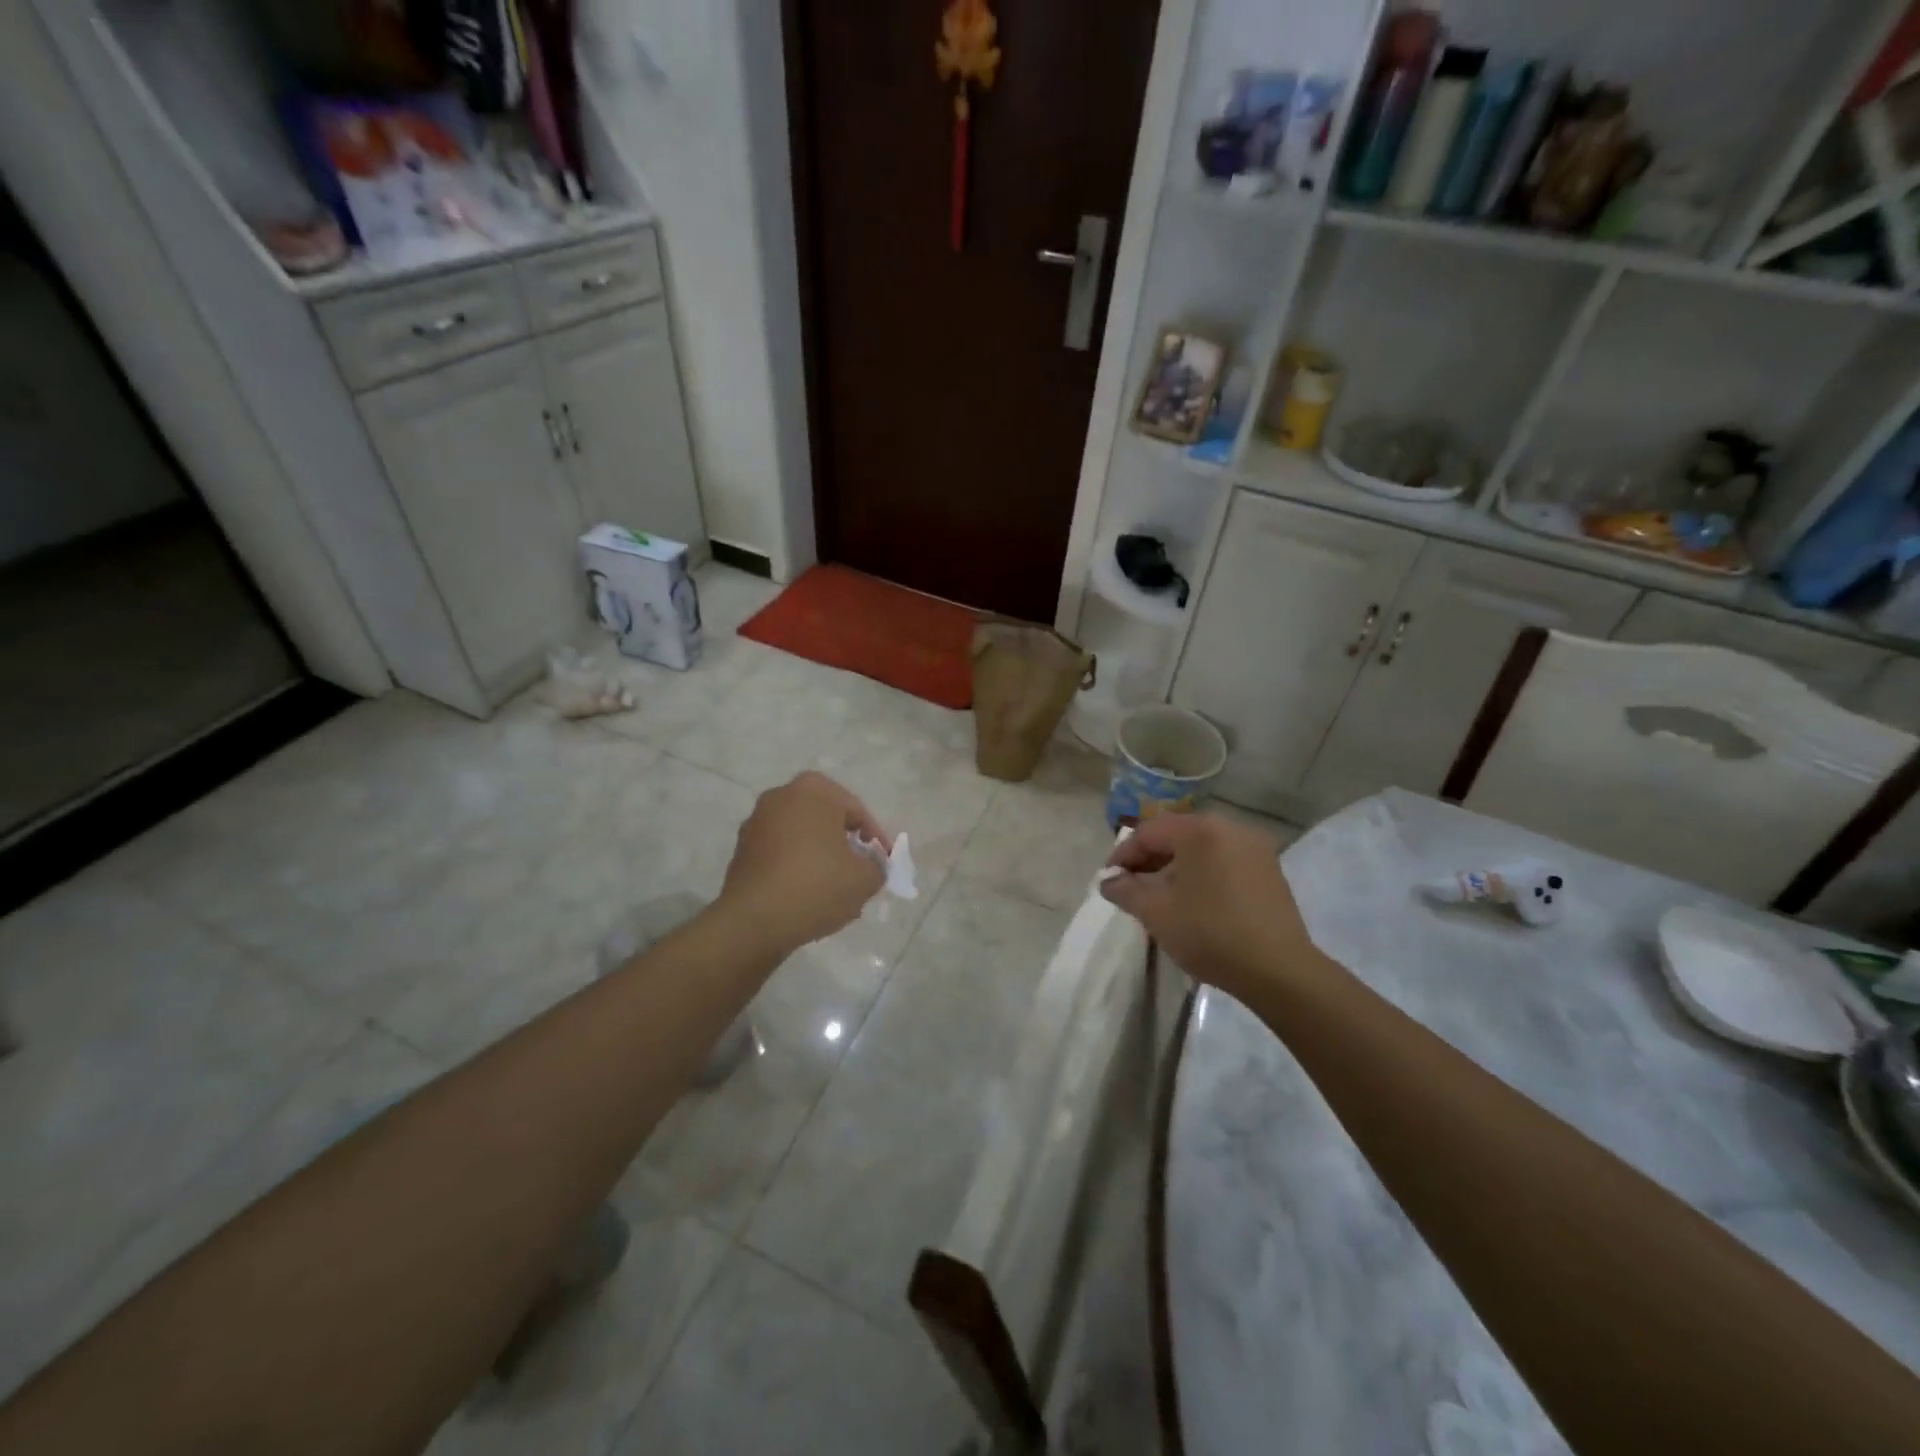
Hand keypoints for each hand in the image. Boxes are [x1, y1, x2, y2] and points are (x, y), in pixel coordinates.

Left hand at [717, 772, 888, 953]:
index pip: (857, 812)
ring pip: (803, 838)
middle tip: (862, 873)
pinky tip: (808, 896)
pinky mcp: (742, 850)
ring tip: (837, 890)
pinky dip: (797, 868)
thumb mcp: (865, 878)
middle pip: (827, 821)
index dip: (876, 840)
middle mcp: (781, 796)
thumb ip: (877, 866)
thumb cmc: (816, 886)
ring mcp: (756, 822)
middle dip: (846, 846)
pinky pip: (781, 854)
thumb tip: (870, 866)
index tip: (884, 864)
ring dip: (821, 858)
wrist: (753, 922)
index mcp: (813, 790)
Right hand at [1101, 812, 1315, 998]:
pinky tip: (1195, 900)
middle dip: (1150, 859)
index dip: (1123, 855)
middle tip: (1132, 887)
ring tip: (1161, 896)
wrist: (1279, 970)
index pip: (1148, 832)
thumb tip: (1109, 881)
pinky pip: (1224, 860)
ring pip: (1202, 848)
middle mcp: (1230, 827)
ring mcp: (1255, 847)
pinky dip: (1203, 873)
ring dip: (1176, 866)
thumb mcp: (1156, 912)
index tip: (1109, 880)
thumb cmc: (1210, 933)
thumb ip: (1125, 890)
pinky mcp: (1270, 869)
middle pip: (1177, 835)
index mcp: (1200, 830)